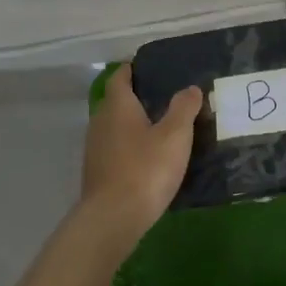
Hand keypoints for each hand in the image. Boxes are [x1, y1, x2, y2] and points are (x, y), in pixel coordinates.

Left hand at [82, 65, 201, 247]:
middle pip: (115, 102)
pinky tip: (146, 158)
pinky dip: (128, 147)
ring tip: (158, 128)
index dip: (131, 70)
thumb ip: (184, 108)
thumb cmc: (146, 169)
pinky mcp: (96, 173)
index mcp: (117, 106)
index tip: (147, 67)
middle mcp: (100, 122)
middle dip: (135, 98)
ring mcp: (95, 149)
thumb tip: (190, 88)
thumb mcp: (175, 135)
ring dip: (131, 125)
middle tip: (162, 98)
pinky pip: (114, 149)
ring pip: (114, 127)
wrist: (113, 218)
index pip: (120, 77)